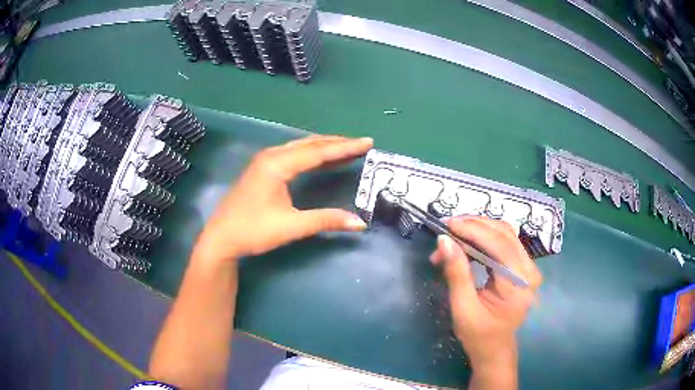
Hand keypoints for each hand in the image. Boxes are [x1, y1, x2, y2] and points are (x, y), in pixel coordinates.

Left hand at [193, 135, 372, 262]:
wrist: (221, 237)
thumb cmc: (253, 231)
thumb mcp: (291, 226)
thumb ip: (326, 220)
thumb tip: (360, 223)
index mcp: (277, 164)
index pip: (318, 152)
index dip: (345, 148)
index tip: (367, 142)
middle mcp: (272, 155)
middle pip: (310, 144)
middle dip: (338, 144)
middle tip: (362, 144)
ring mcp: (265, 160)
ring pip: (301, 147)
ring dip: (325, 147)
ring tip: (348, 148)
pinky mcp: (263, 168)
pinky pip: (293, 154)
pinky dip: (312, 155)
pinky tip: (323, 159)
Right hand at [430, 217, 541, 371]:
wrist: (494, 349)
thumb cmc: (479, 335)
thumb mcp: (463, 308)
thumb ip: (456, 273)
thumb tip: (444, 241)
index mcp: (520, 283)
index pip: (499, 244)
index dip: (473, 230)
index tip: (447, 225)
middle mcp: (529, 269)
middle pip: (504, 233)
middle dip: (473, 226)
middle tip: (447, 229)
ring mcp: (528, 267)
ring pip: (504, 234)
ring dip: (477, 230)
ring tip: (453, 236)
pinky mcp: (521, 266)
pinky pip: (503, 242)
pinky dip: (482, 239)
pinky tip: (465, 244)